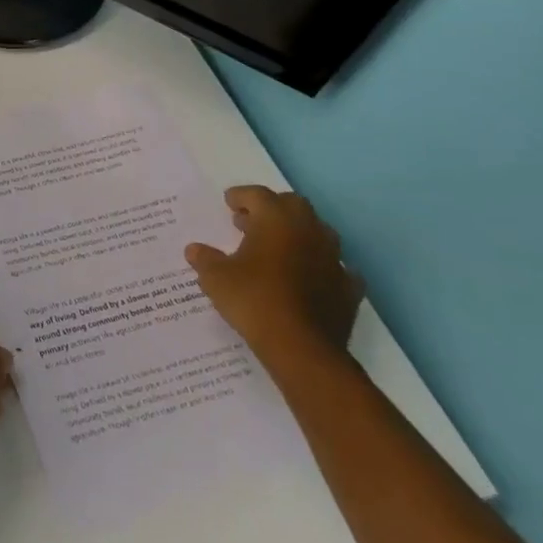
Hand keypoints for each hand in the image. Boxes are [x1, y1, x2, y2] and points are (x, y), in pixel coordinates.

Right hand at [186, 186, 363, 369]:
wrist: (302, 348)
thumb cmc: (254, 300)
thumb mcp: (216, 278)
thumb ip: (205, 259)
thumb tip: (194, 250)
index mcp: (276, 220)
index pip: (258, 195)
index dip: (241, 196)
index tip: (229, 203)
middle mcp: (308, 231)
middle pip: (293, 205)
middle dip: (272, 208)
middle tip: (251, 222)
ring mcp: (333, 259)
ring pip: (318, 232)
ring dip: (298, 234)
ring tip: (278, 248)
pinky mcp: (348, 288)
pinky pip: (336, 267)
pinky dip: (321, 266)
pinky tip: (310, 277)